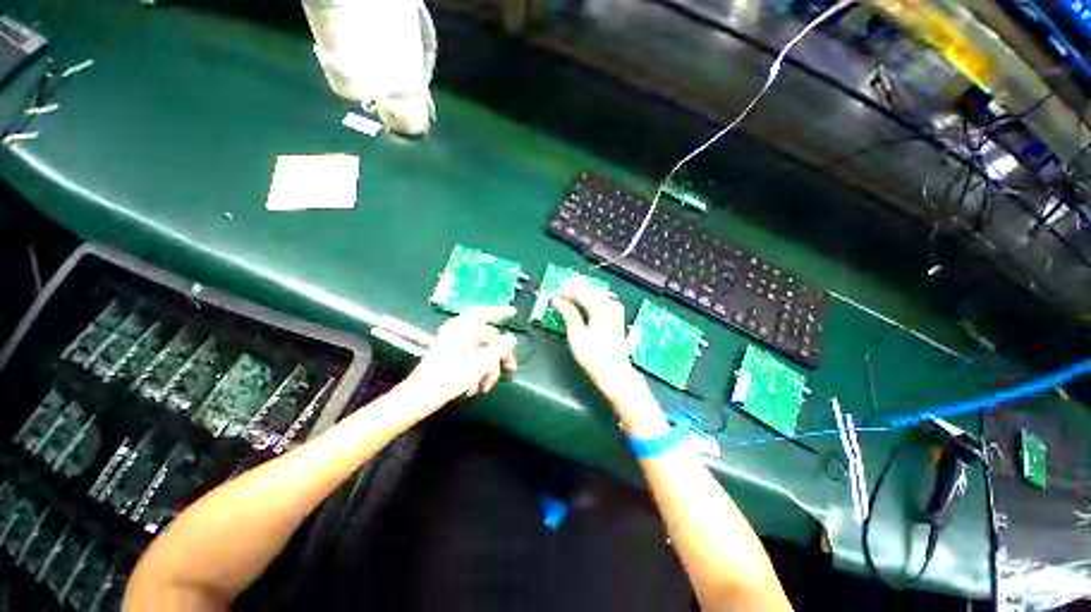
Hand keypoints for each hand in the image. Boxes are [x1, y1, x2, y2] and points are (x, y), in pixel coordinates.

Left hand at [403, 306, 517, 409]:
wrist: (421, 394)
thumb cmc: (453, 375)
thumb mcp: (483, 362)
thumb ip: (501, 347)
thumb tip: (511, 338)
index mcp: (466, 326)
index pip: (486, 311)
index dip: (501, 311)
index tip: (514, 313)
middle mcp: (458, 330)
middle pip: (487, 336)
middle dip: (498, 356)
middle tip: (510, 369)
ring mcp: (451, 342)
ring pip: (479, 349)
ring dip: (487, 368)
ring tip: (485, 387)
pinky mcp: (447, 353)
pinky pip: (468, 356)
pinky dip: (475, 369)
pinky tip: (474, 387)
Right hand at [550, 284, 658, 420]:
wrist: (614, 372)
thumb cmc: (593, 355)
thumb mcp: (576, 334)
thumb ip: (568, 313)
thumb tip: (557, 300)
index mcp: (600, 308)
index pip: (581, 292)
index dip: (566, 292)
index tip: (554, 294)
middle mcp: (609, 306)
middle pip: (590, 290)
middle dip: (575, 289)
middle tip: (560, 293)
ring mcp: (615, 311)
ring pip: (597, 294)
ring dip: (583, 293)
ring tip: (570, 296)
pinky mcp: (616, 318)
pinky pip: (603, 300)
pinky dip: (592, 299)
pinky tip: (586, 303)